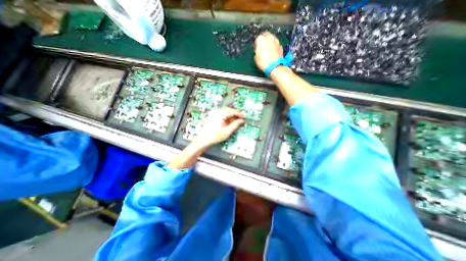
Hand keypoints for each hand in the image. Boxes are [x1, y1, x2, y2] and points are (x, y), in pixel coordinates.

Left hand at [195, 108, 244, 148]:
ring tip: (236, 121)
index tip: (244, 117)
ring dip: (231, 115)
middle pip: (229, 110)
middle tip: (241, 119)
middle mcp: (217, 112)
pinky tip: (230, 121)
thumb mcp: (227, 131)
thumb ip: (235, 125)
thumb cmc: (215, 136)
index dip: (239, 114)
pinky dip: (227, 116)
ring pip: (226, 111)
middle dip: (235, 114)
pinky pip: (222, 114)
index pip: (232, 111)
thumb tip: (241, 121)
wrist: (203, 139)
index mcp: (220, 114)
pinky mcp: (213, 116)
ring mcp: (214, 113)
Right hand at [254, 32, 283, 71]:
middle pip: (266, 35)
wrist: (274, 66)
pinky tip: (272, 52)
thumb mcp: (256, 58)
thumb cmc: (264, 62)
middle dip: (264, 40)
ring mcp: (276, 41)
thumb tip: (258, 51)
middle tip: (262, 46)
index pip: (257, 39)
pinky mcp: (280, 46)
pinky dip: (274, 46)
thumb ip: (257, 51)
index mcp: (261, 39)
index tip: (256, 48)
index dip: (257, 44)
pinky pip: (276, 44)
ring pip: (272, 39)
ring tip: (268, 49)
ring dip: (269, 42)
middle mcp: (269, 37)